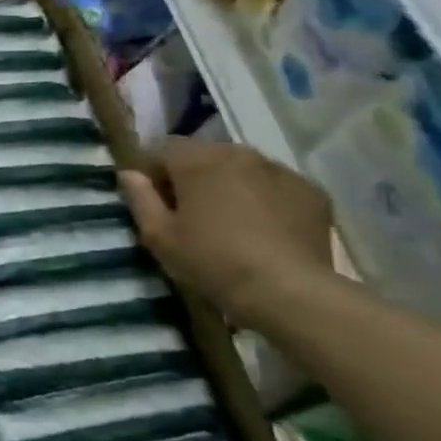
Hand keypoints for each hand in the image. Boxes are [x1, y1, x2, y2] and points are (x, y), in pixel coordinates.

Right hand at [119, 138, 333, 328]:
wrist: (288, 291)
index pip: (163, 149)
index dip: (154, 174)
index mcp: (197, 160)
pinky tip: (264, 229)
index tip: (157, 204)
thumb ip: (140, 198)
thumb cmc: (212, 260)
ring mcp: (280, 170)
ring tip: (231, 222)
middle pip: (205, 155)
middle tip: (192, 214)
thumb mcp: (159, 236)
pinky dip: (265, 199)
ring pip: (242, 168)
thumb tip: (129, 174)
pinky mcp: (311, 192)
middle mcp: (239, 153)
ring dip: (230, 185)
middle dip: (194, 177)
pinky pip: (276, 186)